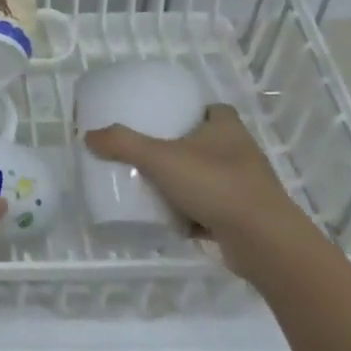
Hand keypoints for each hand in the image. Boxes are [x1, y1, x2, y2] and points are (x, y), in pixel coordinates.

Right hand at [85, 104, 314, 280]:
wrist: (262, 241)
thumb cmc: (215, 184)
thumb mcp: (160, 158)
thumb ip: (123, 144)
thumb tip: (88, 136)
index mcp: (227, 128)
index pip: (211, 109)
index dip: (190, 111)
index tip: (164, 120)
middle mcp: (240, 152)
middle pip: (207, 143)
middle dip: (181, 149)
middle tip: (149, 154)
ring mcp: (245, 187)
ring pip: (209, 178)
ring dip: (187, 183)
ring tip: (155, 187)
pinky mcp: (244, 217)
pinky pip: (212, 209)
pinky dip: (194, 214)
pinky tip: (172, 221)